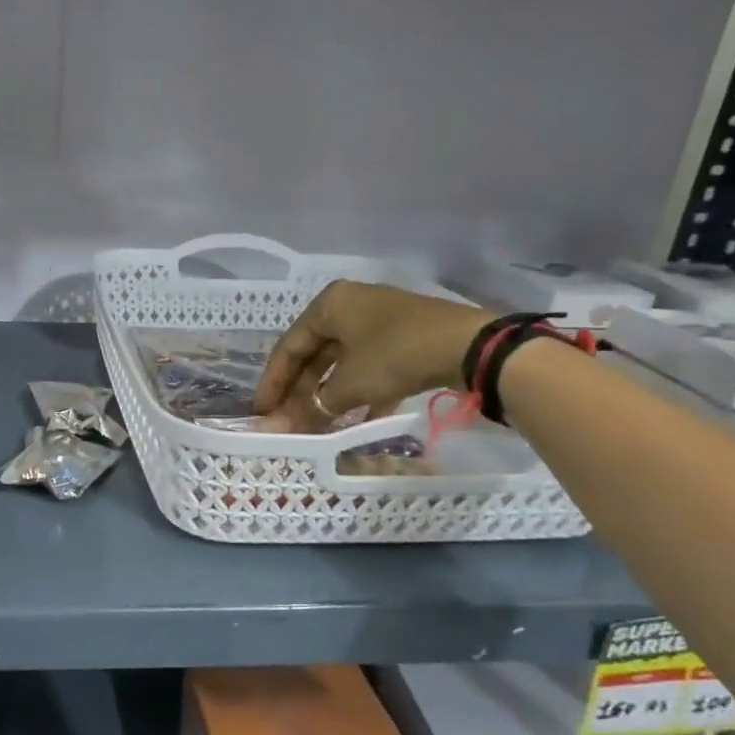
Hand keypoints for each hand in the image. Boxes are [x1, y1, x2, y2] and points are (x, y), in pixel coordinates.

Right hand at [255, 281, 491, 431]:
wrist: (472, 346)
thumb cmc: (396, 354)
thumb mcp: (350, 384)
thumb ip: (312, 407)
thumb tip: (278, 429)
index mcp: (329, 305)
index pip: (288, 347)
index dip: (273, 382)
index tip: (262, 412)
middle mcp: (350, 306)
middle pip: (314, 354)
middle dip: (301, 392)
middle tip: (288, 422)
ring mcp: (379, 321)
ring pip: (342, 362)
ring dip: (328, 395)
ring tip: (317, 425)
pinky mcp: (404, 338)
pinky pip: (369, 366)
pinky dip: (359, 392)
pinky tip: (358, 420)